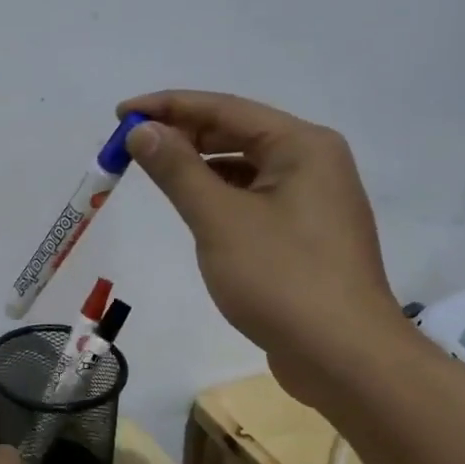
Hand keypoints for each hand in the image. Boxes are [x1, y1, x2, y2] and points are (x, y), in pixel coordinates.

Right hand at [118, 90, 409, 403]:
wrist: (344, 356)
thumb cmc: (281, 278)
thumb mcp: (219, 219)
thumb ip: (177, 169)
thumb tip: (141, 131)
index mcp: (301, 145)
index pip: (224, 108)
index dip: (167, 106)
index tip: (120, 115)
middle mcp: (313, 161)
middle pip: (236, 132)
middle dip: (181, 134)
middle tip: (130, 145)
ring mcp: (313, 199)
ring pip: (244, 166)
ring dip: (198, 164)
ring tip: (153, 170)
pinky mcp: (305, 233)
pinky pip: (253, 196)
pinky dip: (219, 193)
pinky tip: (192, 206)